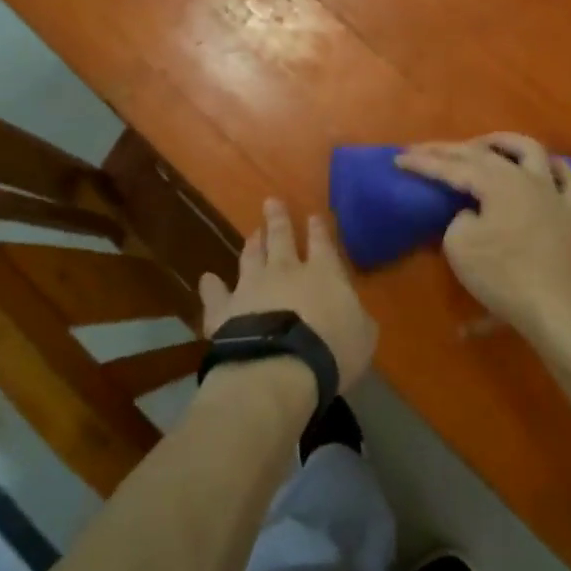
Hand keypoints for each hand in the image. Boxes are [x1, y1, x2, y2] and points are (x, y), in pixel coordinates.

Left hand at [199, 199, 377, 392]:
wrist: (280, 368)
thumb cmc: (332, 351)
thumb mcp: (363, 335)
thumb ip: (356, 317)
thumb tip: (351, 311)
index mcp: (324, 273)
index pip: (322, 243)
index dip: (318, 229)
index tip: (313, 215)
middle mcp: (285, 271)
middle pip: (281, 238)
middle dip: (278, 219)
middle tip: (271, 202)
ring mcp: (251, 287)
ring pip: (250, 257)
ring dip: (252, 244)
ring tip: (253, 233)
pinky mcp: (224, 310)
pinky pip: (216, 294)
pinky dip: (211, 286)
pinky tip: (207, 279)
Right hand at [396, 134, 570, 333]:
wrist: (548, 304)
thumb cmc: (500, 275)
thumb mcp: (459, 245)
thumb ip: (458, 217)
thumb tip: (471, 212)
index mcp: (497, 182)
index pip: (452, 167)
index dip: (424, 163)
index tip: (399, 159)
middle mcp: (525, 177)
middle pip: (483, 154)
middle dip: (449, 150)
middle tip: (422, 149)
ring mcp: (551, 192)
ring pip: (530, 150)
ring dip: (503, 142)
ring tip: (482, 144)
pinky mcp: (567, 211)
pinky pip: (566, 179)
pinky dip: (553, 168)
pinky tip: (544, 166)